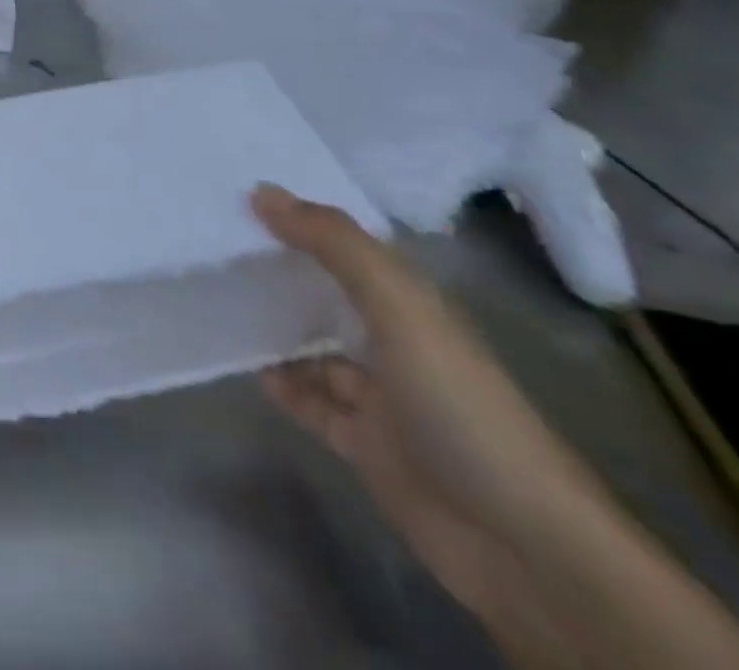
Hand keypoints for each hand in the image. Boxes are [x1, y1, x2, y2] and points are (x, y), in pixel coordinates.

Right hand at [252, 185, 604, 639]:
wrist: (521, 545)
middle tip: (218, 245)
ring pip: (318, 351)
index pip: (351, 246)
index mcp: (413, 304)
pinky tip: (249, 368)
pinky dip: (284, 386)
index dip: (305, 219)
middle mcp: (398, 343)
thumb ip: (333, 244)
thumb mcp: (398, 307)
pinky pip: (313, 403)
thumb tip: (262, 192)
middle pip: (332, 295)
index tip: (245, 197)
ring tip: (221, 302)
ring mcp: (383, 398)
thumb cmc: (457, 404)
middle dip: (285, 272)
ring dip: (279, 330)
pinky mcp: (367, 445)